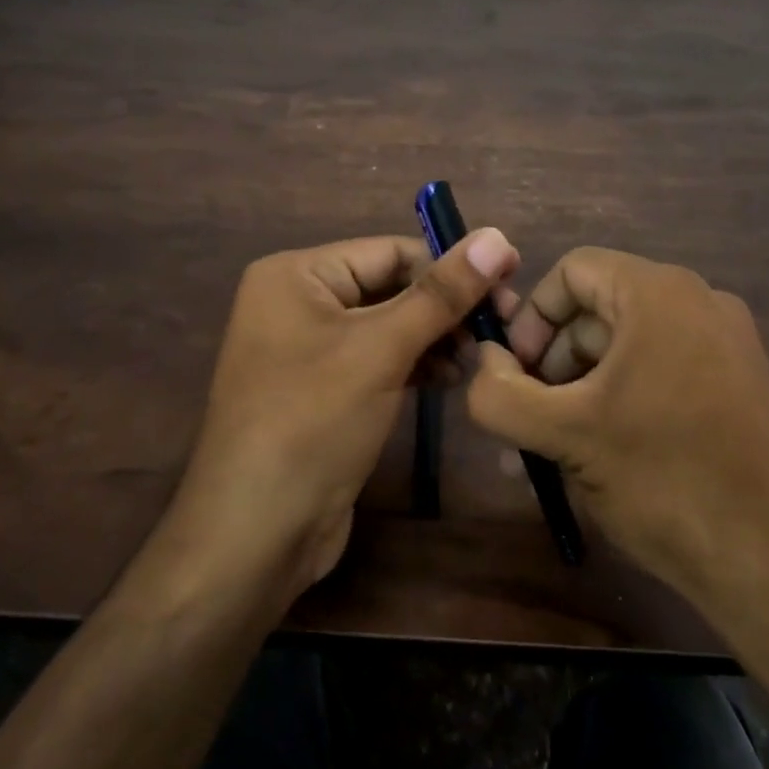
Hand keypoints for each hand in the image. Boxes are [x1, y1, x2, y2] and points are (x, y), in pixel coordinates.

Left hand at [169, 230, 519, 602]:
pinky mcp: (321, 391)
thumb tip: (497, 236)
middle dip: (444, 307)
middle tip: (503, 326)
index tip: (511, 281)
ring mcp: (306, 350)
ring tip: (479, 356)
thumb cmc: (313, 421)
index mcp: (295, 274)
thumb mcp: (381, 349)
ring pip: (387, 327)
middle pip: (388, 287)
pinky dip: (412, 365)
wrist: (256, 532)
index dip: (452, 265)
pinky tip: (448, 379)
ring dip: (434, 338)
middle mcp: (296, 302)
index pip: (389, 252)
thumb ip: (441, 292)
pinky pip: (376, 361)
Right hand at [467, 248, 768, 683]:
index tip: (511, 374)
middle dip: (552, 361)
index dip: (530, 317)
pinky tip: (600, 456)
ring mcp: (728, 346)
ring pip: (627, 347)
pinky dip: (620, 401)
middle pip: (598, 310)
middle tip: (530, 419)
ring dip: (580, 388)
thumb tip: (482, 365)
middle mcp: (699, 304)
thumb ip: (500, 394)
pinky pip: (661, 373)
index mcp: (660, 294)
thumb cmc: (665, 481)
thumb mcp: (564, 436)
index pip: (572, 272)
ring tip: (556, 449)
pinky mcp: (742, 387)